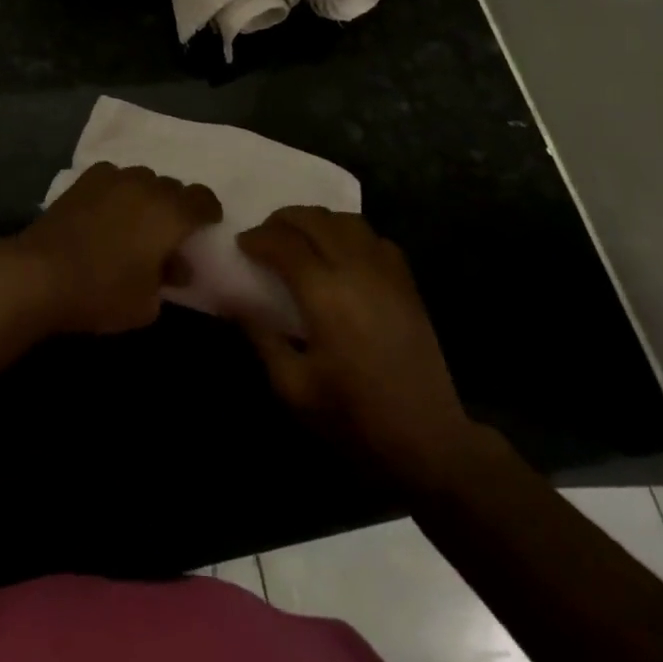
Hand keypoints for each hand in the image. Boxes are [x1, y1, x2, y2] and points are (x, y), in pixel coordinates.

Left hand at [6, 162, 220, 335]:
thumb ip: (168, 280)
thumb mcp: (146, 304)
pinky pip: (113, 177)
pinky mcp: (84, 180)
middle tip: (169, 234)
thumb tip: (176, 268)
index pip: (202, 199)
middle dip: (176, 206)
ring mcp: (113, 178)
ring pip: (142, 178)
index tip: (207, 226)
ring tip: (136, 221)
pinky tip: (107, 210)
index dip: (208, 211)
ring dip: (146, 196)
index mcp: (170, 212)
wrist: (40, 273)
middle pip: (172, 186)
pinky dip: (117, 190)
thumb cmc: (102, 291)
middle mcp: (146, 185)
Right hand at [235, 207, 491, 491]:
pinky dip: (349, 233)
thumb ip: (261, 336)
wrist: (428, 441)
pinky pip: (375, 238)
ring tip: (299, 239)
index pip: (283, 243)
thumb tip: (234, 300)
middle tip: (264, 236)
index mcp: (324, 294)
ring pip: (347, 221)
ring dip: (317, 221)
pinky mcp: (407, 283)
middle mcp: (356, 269)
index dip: (257, 238)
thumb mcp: (293, 387)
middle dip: (283, 220)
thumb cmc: (354, 418)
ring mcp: (387, 272)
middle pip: (315, 220)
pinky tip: (340, 254)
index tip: (241, 245)